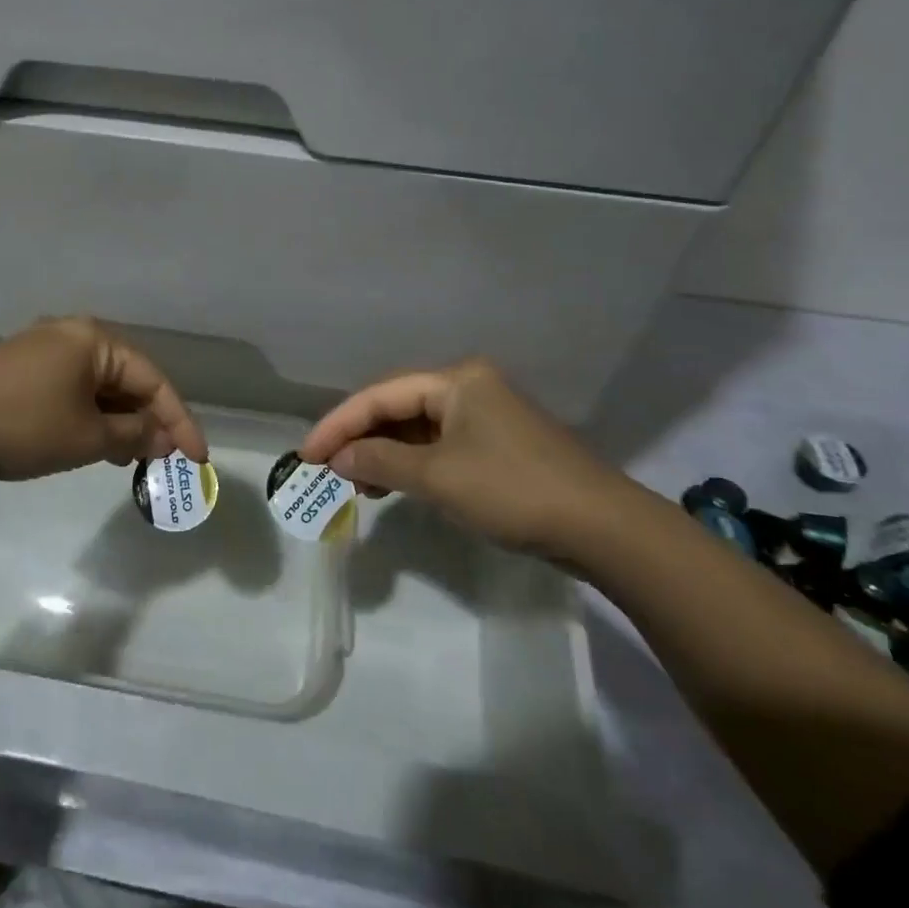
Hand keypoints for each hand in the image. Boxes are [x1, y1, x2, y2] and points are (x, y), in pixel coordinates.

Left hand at [0, 317, 207, 481]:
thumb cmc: (23, 426)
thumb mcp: (87, 438)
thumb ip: (134, 436)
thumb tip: (163, 438)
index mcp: (95, 340)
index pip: (153, 380)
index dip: (179, 421)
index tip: (197, 459)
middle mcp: (73, 333)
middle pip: (127, 378)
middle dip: (148, 420)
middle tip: (163, 459)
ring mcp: (45, 348)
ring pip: (99, 385)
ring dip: (119, 421)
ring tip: (128, 459)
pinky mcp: (23, 366)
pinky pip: (73, 388)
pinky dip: (91, 415)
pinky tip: (93, 442)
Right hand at [299, 360, 634, 554]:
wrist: (602, 527)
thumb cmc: (513, 490)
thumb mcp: (438, 477)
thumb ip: (382, 461)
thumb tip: (337, 458)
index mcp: (455, 381)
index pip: (380, 395)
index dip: (339, 424)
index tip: (306, 454)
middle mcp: (468, 387)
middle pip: (397, 407)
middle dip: (360, 438)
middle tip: (326, 470)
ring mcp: (485, 416)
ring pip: (417, 429)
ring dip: (384, 453)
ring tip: (355, 483)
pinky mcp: (496, 445)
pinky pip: (438, 446)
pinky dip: (411, 464)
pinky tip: (393, 485)